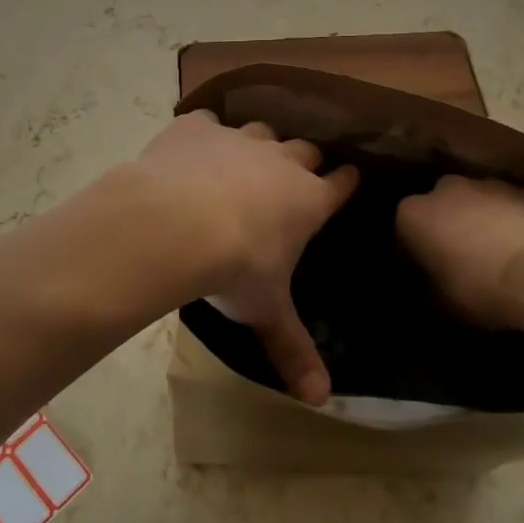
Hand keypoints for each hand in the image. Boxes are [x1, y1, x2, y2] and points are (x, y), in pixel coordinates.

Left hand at [133, 112, 358, 403]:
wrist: (174, 224)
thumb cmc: (233, 269)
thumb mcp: (265, 311)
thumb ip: (293, 350)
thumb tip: (321, 401)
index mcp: (307, 200)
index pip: (341, 184)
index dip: (347, 181)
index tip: (349, 177)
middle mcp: (281, 162)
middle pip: (305, 150)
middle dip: (304, 161)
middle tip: (295, 174)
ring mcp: (239, 139)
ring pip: (261, 131)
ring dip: (257, 145)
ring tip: (243, 162)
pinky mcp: (198, 129)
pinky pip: (207, 122)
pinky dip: (203, 134)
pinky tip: (191, 148)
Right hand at [396, 175, 523, 333]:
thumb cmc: (484, 289)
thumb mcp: (444, 305)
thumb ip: (428, 291)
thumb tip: (428, 288)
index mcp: (414, 214)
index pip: (402, 233)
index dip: (413, 257)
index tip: (425, 277)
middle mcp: (444, 189)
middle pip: (437, 209)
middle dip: (444, 229)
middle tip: (458, 261)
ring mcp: (486, 183)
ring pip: (473, 203)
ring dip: (477, 222)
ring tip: (494, 254)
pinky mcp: (523, 188)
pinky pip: (506, 206)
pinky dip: (508, 221)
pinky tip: (522, 247)